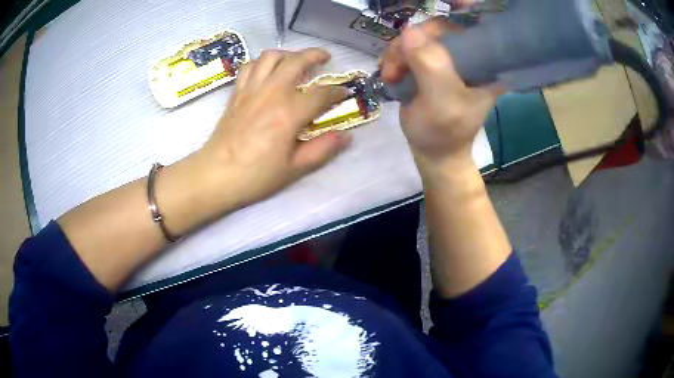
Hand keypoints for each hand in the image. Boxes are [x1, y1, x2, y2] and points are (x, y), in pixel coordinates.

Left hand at [197, 48, 350, 208]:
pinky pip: (249, 66)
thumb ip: (323, 149)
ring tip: (296, 60)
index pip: (321, 93)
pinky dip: (261, 62)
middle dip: (315, 55)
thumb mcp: (295, 168)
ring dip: (287, 53)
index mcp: (289, 113)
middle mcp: (271, 93)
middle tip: (325, 58)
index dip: (336, 92)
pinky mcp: (237, 93)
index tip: (344, 93)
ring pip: (271, 56)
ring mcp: (251, 90)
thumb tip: (346, 136)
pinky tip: (267, 70)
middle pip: (296, 61)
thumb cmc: (256, 175)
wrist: (216, 175)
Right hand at [380, 18, 501, 173]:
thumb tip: (410, 31)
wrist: (433, 152)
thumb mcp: (441, 102)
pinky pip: (410, 47)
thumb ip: (431, 66)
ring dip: (398, 53)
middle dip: (410, 44)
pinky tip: (391, 73)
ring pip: (419, 37)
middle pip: (437, 30)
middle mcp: (470, 57)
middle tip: (395, 67)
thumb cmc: (443, 133)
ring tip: (391, 75)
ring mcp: (449, 59)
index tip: (413, 48)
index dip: (435, 31)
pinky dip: (396, 57)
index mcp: (486, 65)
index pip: (463, 29)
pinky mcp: (432, 64)